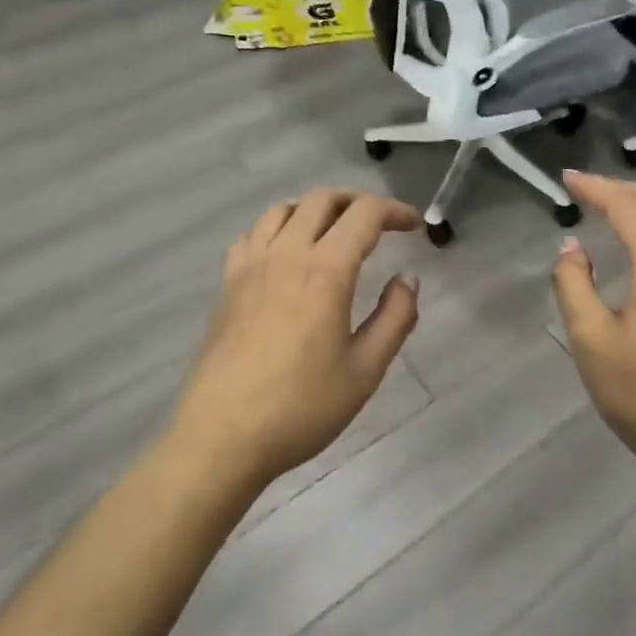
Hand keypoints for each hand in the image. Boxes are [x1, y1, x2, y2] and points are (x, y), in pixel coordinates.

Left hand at [168, 188, 422, 490]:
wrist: (223, 436)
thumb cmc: (301, 407)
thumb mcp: (365, 371)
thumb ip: (394, 318)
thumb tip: (407, 280)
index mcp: (325, 270)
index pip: (364, 214)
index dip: (394, 211)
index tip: (412, 227)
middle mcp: (286, 254)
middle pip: (322, 199)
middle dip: (357, 202)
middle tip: (379, 225)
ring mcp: (250, 265)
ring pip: (283, 209)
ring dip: (315, 210)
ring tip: (333, 234)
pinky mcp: (227, 283)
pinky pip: (252, 234)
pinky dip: (276, 229)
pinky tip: (284, 255)